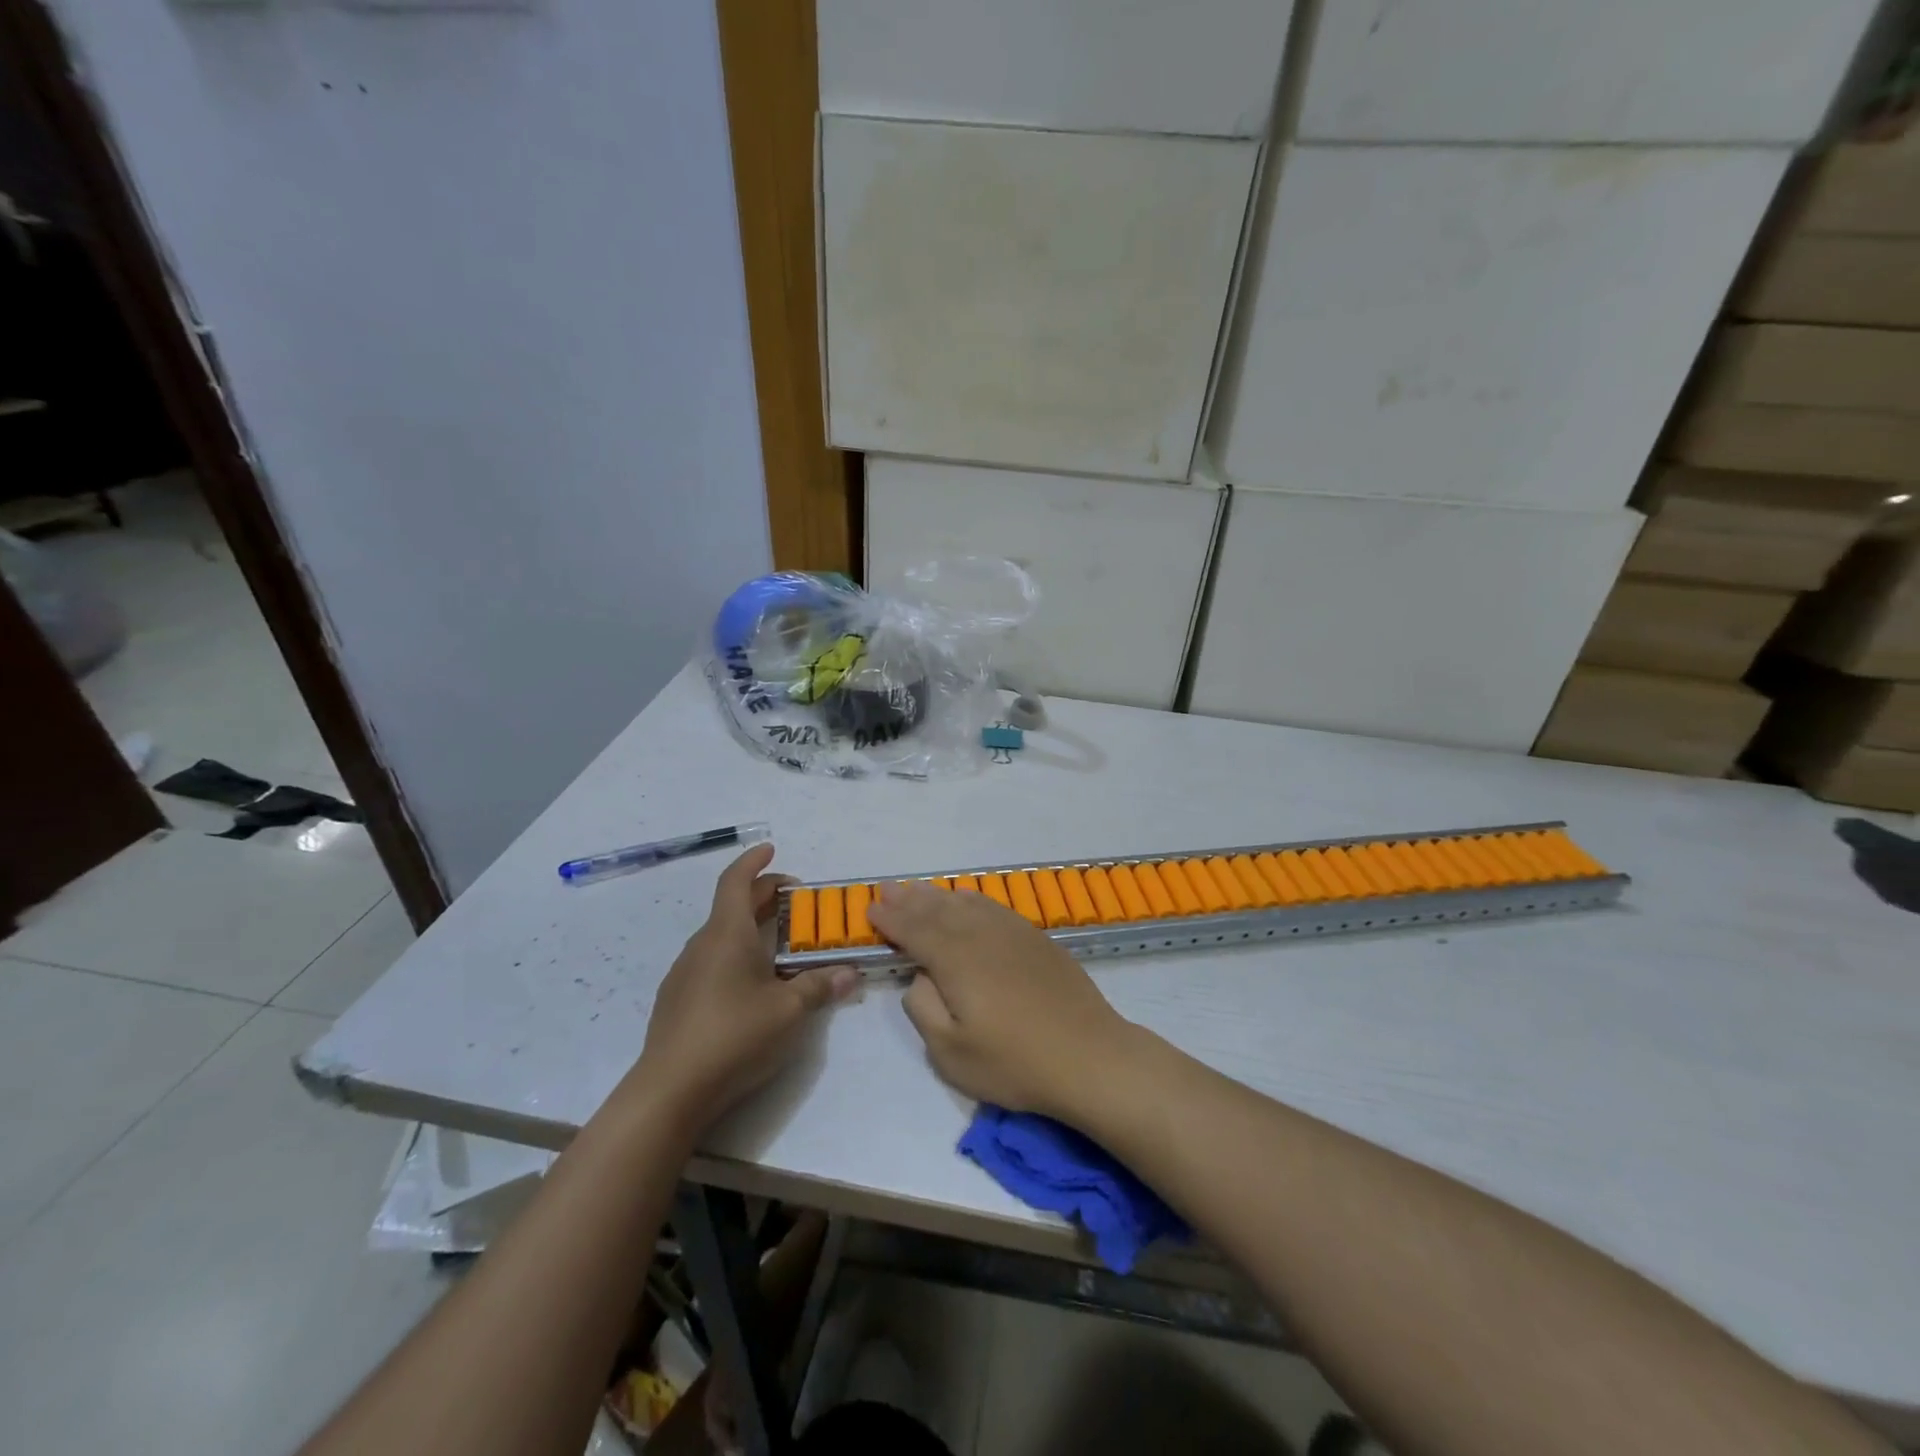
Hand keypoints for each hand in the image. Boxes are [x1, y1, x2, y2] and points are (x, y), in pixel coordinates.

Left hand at [632, 845, 855, 1126]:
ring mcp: (685, 972)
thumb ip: (820, 986)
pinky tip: (753, 982)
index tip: (770, 848)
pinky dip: (737, 953)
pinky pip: (712, 960)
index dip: (754, 861)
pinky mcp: (677, 1000)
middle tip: (796, 900)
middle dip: (764, 895)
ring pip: (722, 934)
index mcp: (727, 934)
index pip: (736, 881)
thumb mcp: (789, 1011)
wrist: (669, 1091)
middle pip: (732, 906)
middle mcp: (702, 944)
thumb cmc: (734, 1036)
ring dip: (751, 927)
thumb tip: (850, 972)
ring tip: (781, 943)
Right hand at [868, 880, 1136, 1122]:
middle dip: (908, 900)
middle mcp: (981, 935)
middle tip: (886, 889)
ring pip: (965, 903)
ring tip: (917, 890)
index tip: (870, 911)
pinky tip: (966, 899)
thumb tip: (921, 977)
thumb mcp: (951, 1052)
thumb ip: (923, 1008)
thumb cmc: (1015, 1062)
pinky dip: (971, 899)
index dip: (890, 920)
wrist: (1090, 1056)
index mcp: (956, 960)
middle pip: (937, 910)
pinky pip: (993, 907)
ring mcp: (1012, 932)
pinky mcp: (1035, 938)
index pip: (914, 931)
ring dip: (937, 896)